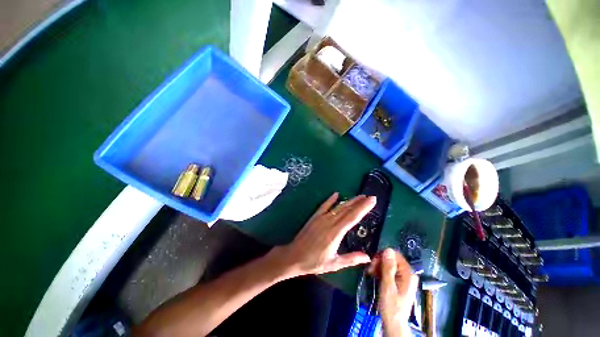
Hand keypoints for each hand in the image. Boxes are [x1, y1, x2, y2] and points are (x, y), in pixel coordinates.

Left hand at [272, 193, 376, 277]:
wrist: (294, 256)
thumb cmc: (314, 262)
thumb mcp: (333, 264)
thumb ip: (351, 259)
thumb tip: (368, 257)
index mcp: (336, 233)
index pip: (353, 217)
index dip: (363, 208)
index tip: (372, 201)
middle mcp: (329, 222)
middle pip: (347, 210)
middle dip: (359, 202)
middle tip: (370, 197)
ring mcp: (321, 218)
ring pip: (338, 207)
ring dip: (349, 201)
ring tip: (359, 196)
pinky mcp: (315, 216)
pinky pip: (324, 206)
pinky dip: (330, 199)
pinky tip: (336, 194)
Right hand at [368, 248, 418, 336]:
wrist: (393, 323)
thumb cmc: (391, 306)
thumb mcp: (388, 286)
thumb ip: (388, 268)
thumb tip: (388, 249)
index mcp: (408, 273)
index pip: (394, 254)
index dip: (382, 256)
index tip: (373, 263)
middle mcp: (407, 273)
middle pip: (391, 258)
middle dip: (379, 261)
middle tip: (371, 270)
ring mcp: (403, 277)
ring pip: (388, 263)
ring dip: (378, 266)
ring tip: (371, 274)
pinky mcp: (399, 281)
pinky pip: (389, 270)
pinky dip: (381, 271)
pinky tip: (375, 276)